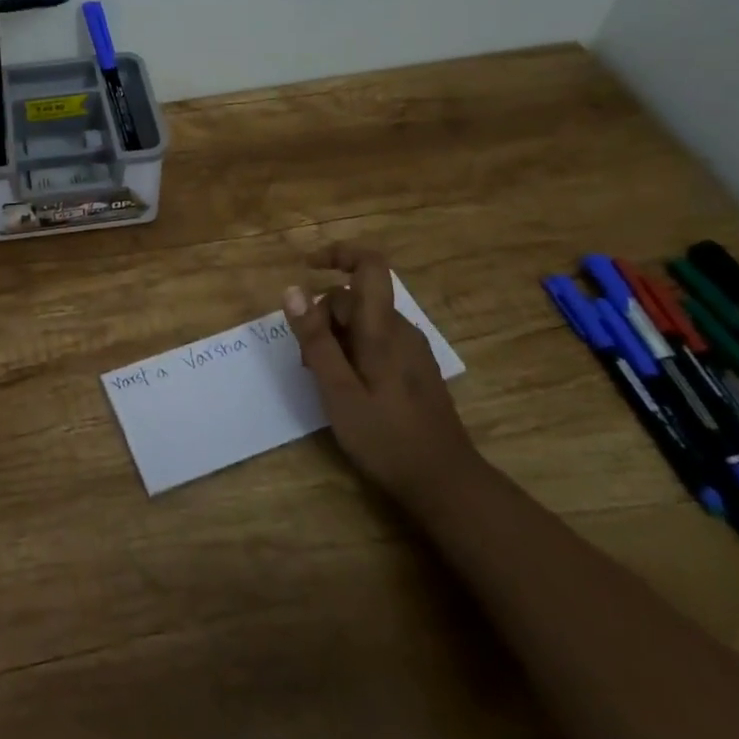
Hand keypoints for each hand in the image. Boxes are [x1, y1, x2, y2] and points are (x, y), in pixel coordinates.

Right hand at [284, 245, 479, 512]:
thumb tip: (291, 289)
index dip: (339, 253)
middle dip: (323, 315)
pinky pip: (377, 340)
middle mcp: (401, 329)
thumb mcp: (338, 390)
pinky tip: (347, 387)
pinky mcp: (415, 369)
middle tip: (306, 360)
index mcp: (382, 329)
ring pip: (364, 320)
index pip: (370, 265)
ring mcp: (412, 349)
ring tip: (323, 378)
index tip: (307, 266)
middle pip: (355, 298)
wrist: (447, 484)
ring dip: (336, 335)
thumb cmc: (387, 437)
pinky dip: (353, 349)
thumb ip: (315, 339)